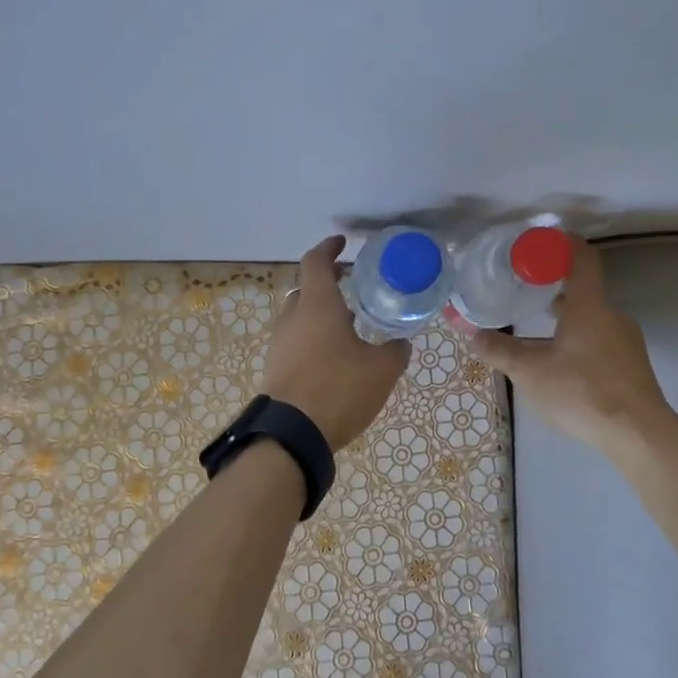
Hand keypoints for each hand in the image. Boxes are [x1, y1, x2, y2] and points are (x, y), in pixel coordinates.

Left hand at [260, 235, 409, 450]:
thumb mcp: (381, 370)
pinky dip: (313, 338)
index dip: (329, 248)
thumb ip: (395, 351)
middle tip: (350, 284)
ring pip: (300, 316)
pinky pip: (296, 341)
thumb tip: (401, 342)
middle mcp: (293, 317)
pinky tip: (335, 356)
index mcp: (317, 305)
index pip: (316, 262)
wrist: (291, 434)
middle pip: (306, 288)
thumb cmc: (338, 389)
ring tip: (349, 324)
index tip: (343, 243)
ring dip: (320, 313)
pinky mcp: (276, 368)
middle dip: (327, 283)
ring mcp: (280, 344)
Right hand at [468, 238, 675, 454]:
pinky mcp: (630, 364)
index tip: (537, 244)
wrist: (639, 434)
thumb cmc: (583, 392)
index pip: (581, 257)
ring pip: (591, 317)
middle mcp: (612, 314)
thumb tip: (473, 336)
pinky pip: (600, 338)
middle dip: (552, 286)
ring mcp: (626, 340)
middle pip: (583, 289)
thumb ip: (501, 351)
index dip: (560, 244)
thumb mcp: (531, 372)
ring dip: (564, 316)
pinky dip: (577, 337)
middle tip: (523, 289)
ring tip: (535, 327)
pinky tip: (559, 361)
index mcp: (590, 306)